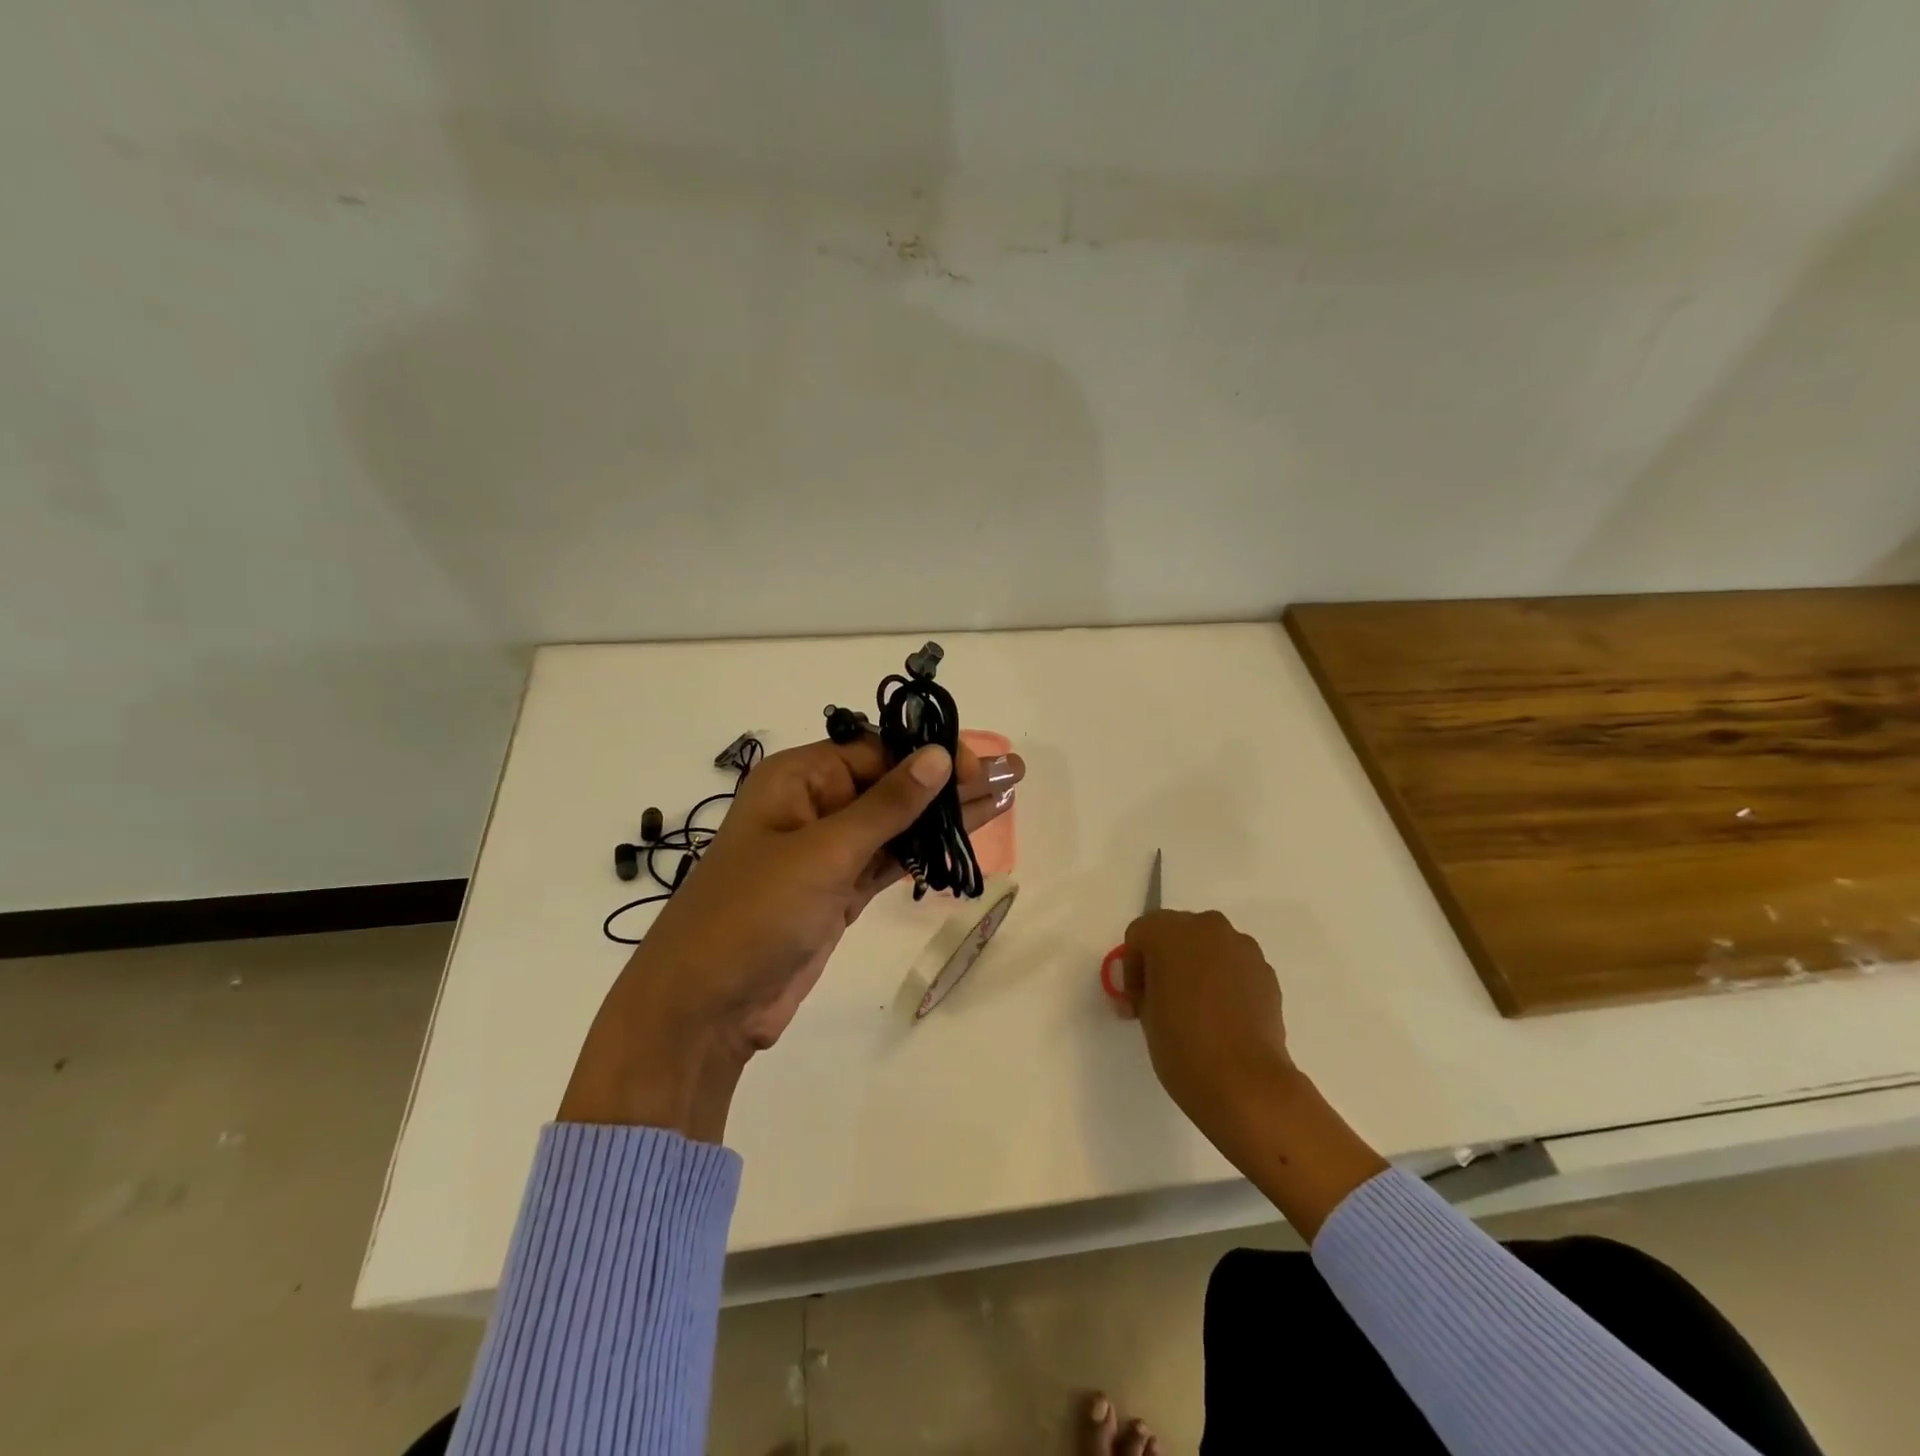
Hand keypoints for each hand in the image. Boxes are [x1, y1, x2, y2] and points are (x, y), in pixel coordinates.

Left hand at [560, 734, 1023, 1138]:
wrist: (704, 1007)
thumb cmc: (753, 914)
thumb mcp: (822, 853)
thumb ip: (886, 806)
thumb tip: (938, 755)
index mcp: (797, 779)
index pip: (876, 752)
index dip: (930, 756)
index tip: (980, 768)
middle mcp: (812, 806)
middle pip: (891, 783)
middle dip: (949, 780)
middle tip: (1012, 772)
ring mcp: (826, 852)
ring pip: (896, 823)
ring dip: (946, 813)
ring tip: (1006, 796)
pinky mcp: (838, 892)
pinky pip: (889, 859)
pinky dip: (925, 850)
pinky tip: (965, 836)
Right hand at [1120, 910, 1295, 1164]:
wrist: (1245, 1083)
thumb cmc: (1182, 1044)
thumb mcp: (1145, 1014)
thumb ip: (1145, 989)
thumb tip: (1153, 991)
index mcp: (1169, 932)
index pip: (1140, 935)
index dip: (1133, 967)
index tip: (1137, 1000)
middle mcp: (1207, 928)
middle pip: (1177, 933)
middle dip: (1166, 960)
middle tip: (1162, 999)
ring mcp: (1242, 948)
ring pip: (1209, 947)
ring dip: (1198, 968)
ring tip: (1197, 1009)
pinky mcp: (1267, 973)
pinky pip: (1235, 967)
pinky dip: (1225, 982)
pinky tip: (1224, 1017)